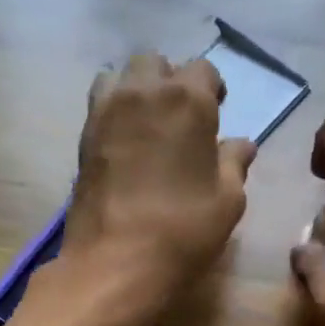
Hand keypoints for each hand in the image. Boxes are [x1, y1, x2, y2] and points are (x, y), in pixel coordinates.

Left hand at [54, 52, 255, 325]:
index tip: (216, 113)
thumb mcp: (227, 200)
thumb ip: (234, 164)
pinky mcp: (83, 137)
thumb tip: (241, 144)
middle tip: (180, 118)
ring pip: (119, 76)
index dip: (212, 90)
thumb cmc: (183, 229)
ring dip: (136, 90)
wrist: (115, 261)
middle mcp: (143, 92)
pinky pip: (100, 105)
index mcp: (187, 100)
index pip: (203, 70)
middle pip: (155, 63)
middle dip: (170, 81)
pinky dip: (114, 112)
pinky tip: (126, 145)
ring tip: (148, 125)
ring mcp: (106, 112)